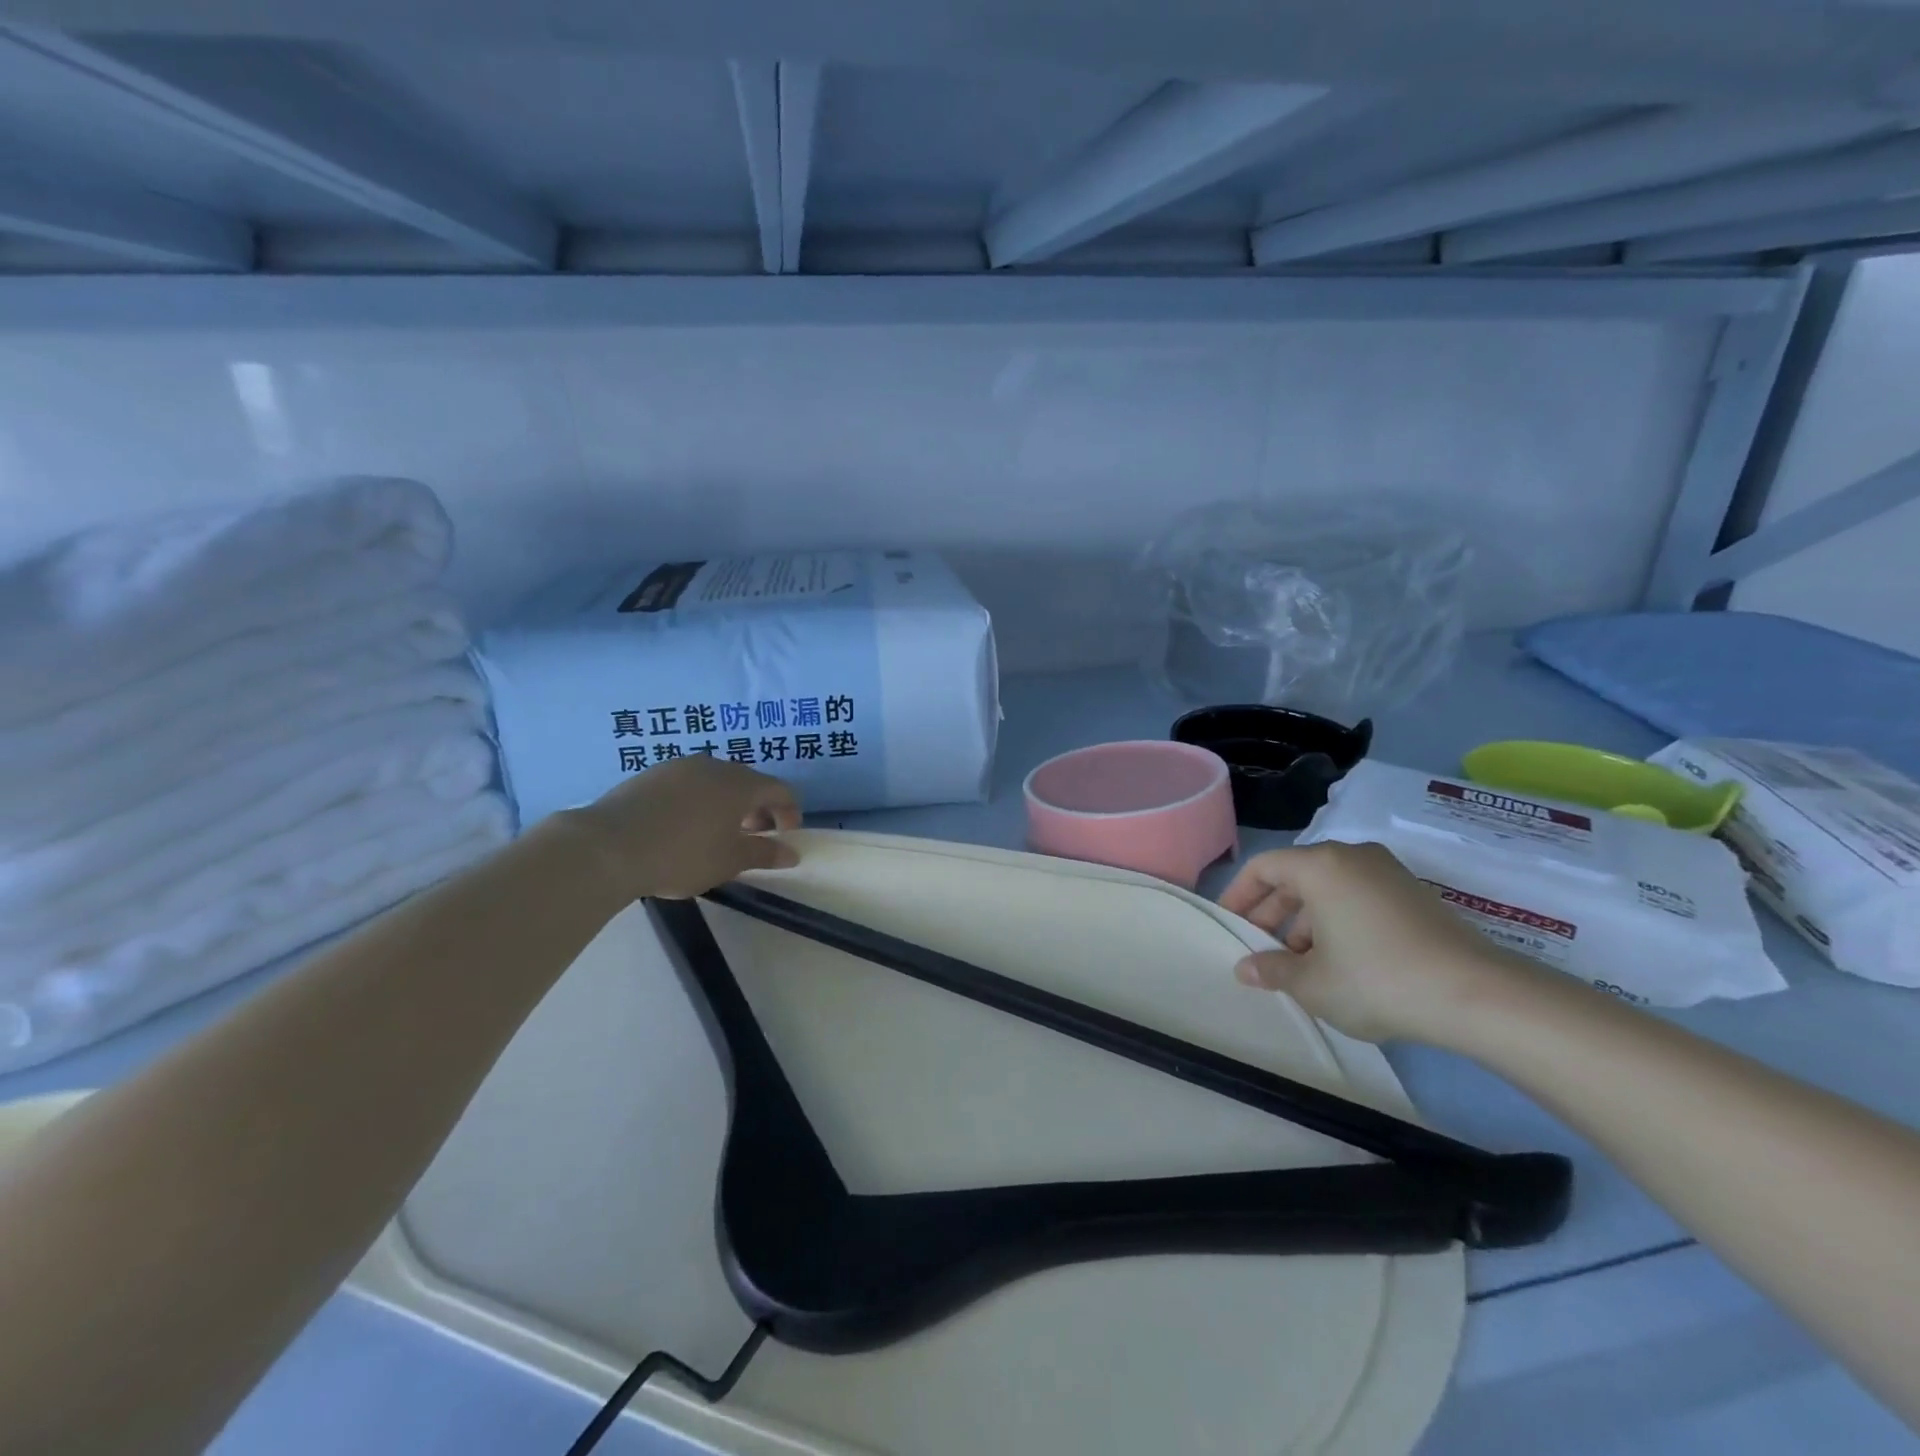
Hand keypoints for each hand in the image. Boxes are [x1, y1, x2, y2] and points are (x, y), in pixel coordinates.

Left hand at [569, 756, 801, 900]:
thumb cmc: (682, 854)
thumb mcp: (730, 861)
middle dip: (758, 808)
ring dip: (728, 803)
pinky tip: (684, 826)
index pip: (780, 790)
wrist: (607, 846)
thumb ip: (765, 853)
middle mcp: (714, 766)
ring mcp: (679, 766)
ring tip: (718, 833)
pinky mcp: (651, 774)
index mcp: (740, 784)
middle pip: (749, 782)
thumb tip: (792, 852)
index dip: (789, 812)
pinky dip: (699, 801)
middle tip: (753, 837)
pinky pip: (688, 784)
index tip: (785, 836)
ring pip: (716, 781)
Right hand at [1217, 840, 1528, 1043]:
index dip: (1239, 895)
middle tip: (1262, 949)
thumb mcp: (1311, 983)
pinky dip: (1339, 921)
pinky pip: (1359, 897)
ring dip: (1305, 921)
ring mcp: (1388, 873)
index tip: (1231, 926)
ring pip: (1329, 889)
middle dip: (1272, 913)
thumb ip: (1271, 970)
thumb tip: (1245, 968)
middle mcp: (1352, 857)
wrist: (1475, 995)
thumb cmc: (1375, 979)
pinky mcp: (1415, 895)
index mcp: (1319, 866)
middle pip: (1296, 876)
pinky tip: (1342, 962)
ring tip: (1302, 964)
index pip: (1263, 867)